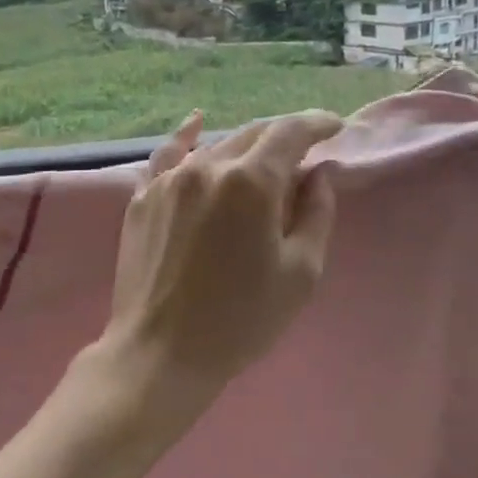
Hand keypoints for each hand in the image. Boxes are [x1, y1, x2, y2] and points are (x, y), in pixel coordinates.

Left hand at [90, 108, 343, 436]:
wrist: (161, 353)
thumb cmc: (241, 320)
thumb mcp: (301, 272)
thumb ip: (317, 212)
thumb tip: (319, 172)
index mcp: (250, 182)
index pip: (290, 132)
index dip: (317, 123)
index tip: (335, 126)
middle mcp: (207, 167)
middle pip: (254, 134)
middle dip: (284, 138)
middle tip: (305, 154)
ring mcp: (169, 180)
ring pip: (216, 145)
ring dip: (246, 148)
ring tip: (263, 162)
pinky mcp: (143, 197)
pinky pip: (168, 155)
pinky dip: (186, 138)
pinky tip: (195, 123)